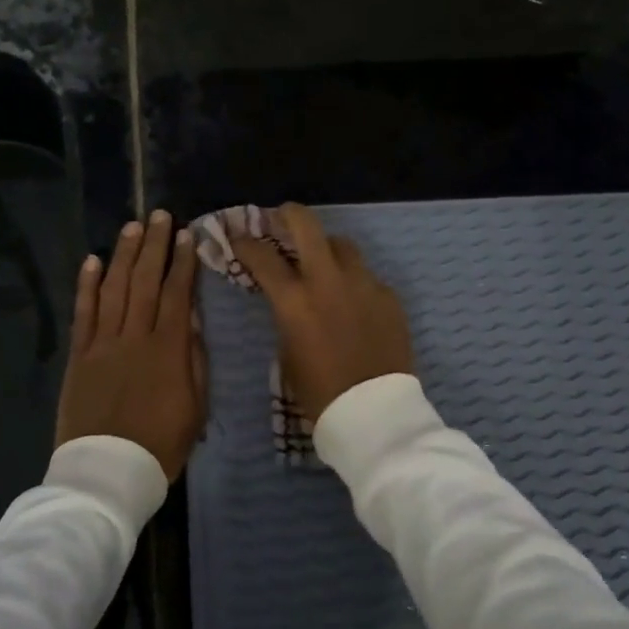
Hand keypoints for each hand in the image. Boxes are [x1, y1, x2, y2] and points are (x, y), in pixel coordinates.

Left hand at [55, 210, 205, 480]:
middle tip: (160, 215)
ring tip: (133, 227)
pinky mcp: (79, 356)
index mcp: (168, 350)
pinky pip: (83, 313)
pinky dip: (87, 285)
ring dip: (124, 255)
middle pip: (146, 281)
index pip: (178, 294)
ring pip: (115, 289)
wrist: (107, 472)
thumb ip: (194, 361)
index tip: (188, 236)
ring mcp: (102, 344)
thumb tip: (192, 322)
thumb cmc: (160, 445)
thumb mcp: (195, 408)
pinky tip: (93, 260)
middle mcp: (134, 336)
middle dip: (155, 246)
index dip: (184, 263)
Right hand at [229, 203, 413, 422]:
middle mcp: (328, 281)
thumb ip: (286, 315)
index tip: (239, 238)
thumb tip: (289, 298)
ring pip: (342, 245)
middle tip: (281, 217)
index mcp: (294, 300)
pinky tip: (352, 301)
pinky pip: (366, 276)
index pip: (262, 256)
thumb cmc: (319, 393)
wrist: (374, 414)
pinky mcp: (388, 296)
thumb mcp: (287, 352)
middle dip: (288, 214)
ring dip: (326, 248)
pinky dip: (353, 281)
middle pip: (307, 225)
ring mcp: (363, 284)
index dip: (245, 243)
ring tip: (322, 261)